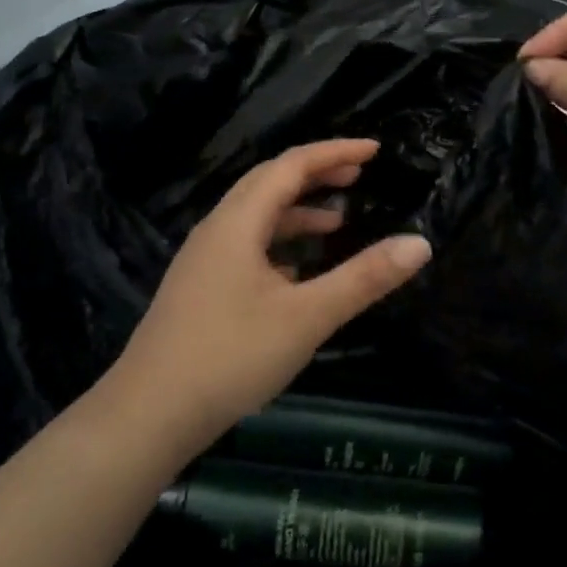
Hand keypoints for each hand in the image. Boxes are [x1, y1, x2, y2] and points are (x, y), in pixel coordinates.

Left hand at [101, 139, 431, 459]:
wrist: (146, 415)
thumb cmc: (230, 356)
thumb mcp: (307, 316)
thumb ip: (363, 278)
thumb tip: (420, 244)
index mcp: (239, 221)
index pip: (292, 165)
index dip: (334, 152)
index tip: (374, 150)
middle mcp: (218, 228)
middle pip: (270, 182)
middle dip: (315, 173)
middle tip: (358, 176)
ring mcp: (204, 259)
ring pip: (256, 215)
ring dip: (297, 210)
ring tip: (337, 221)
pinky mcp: (199, 287)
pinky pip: (246, 245)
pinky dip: (278, 242)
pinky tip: (297, 272)